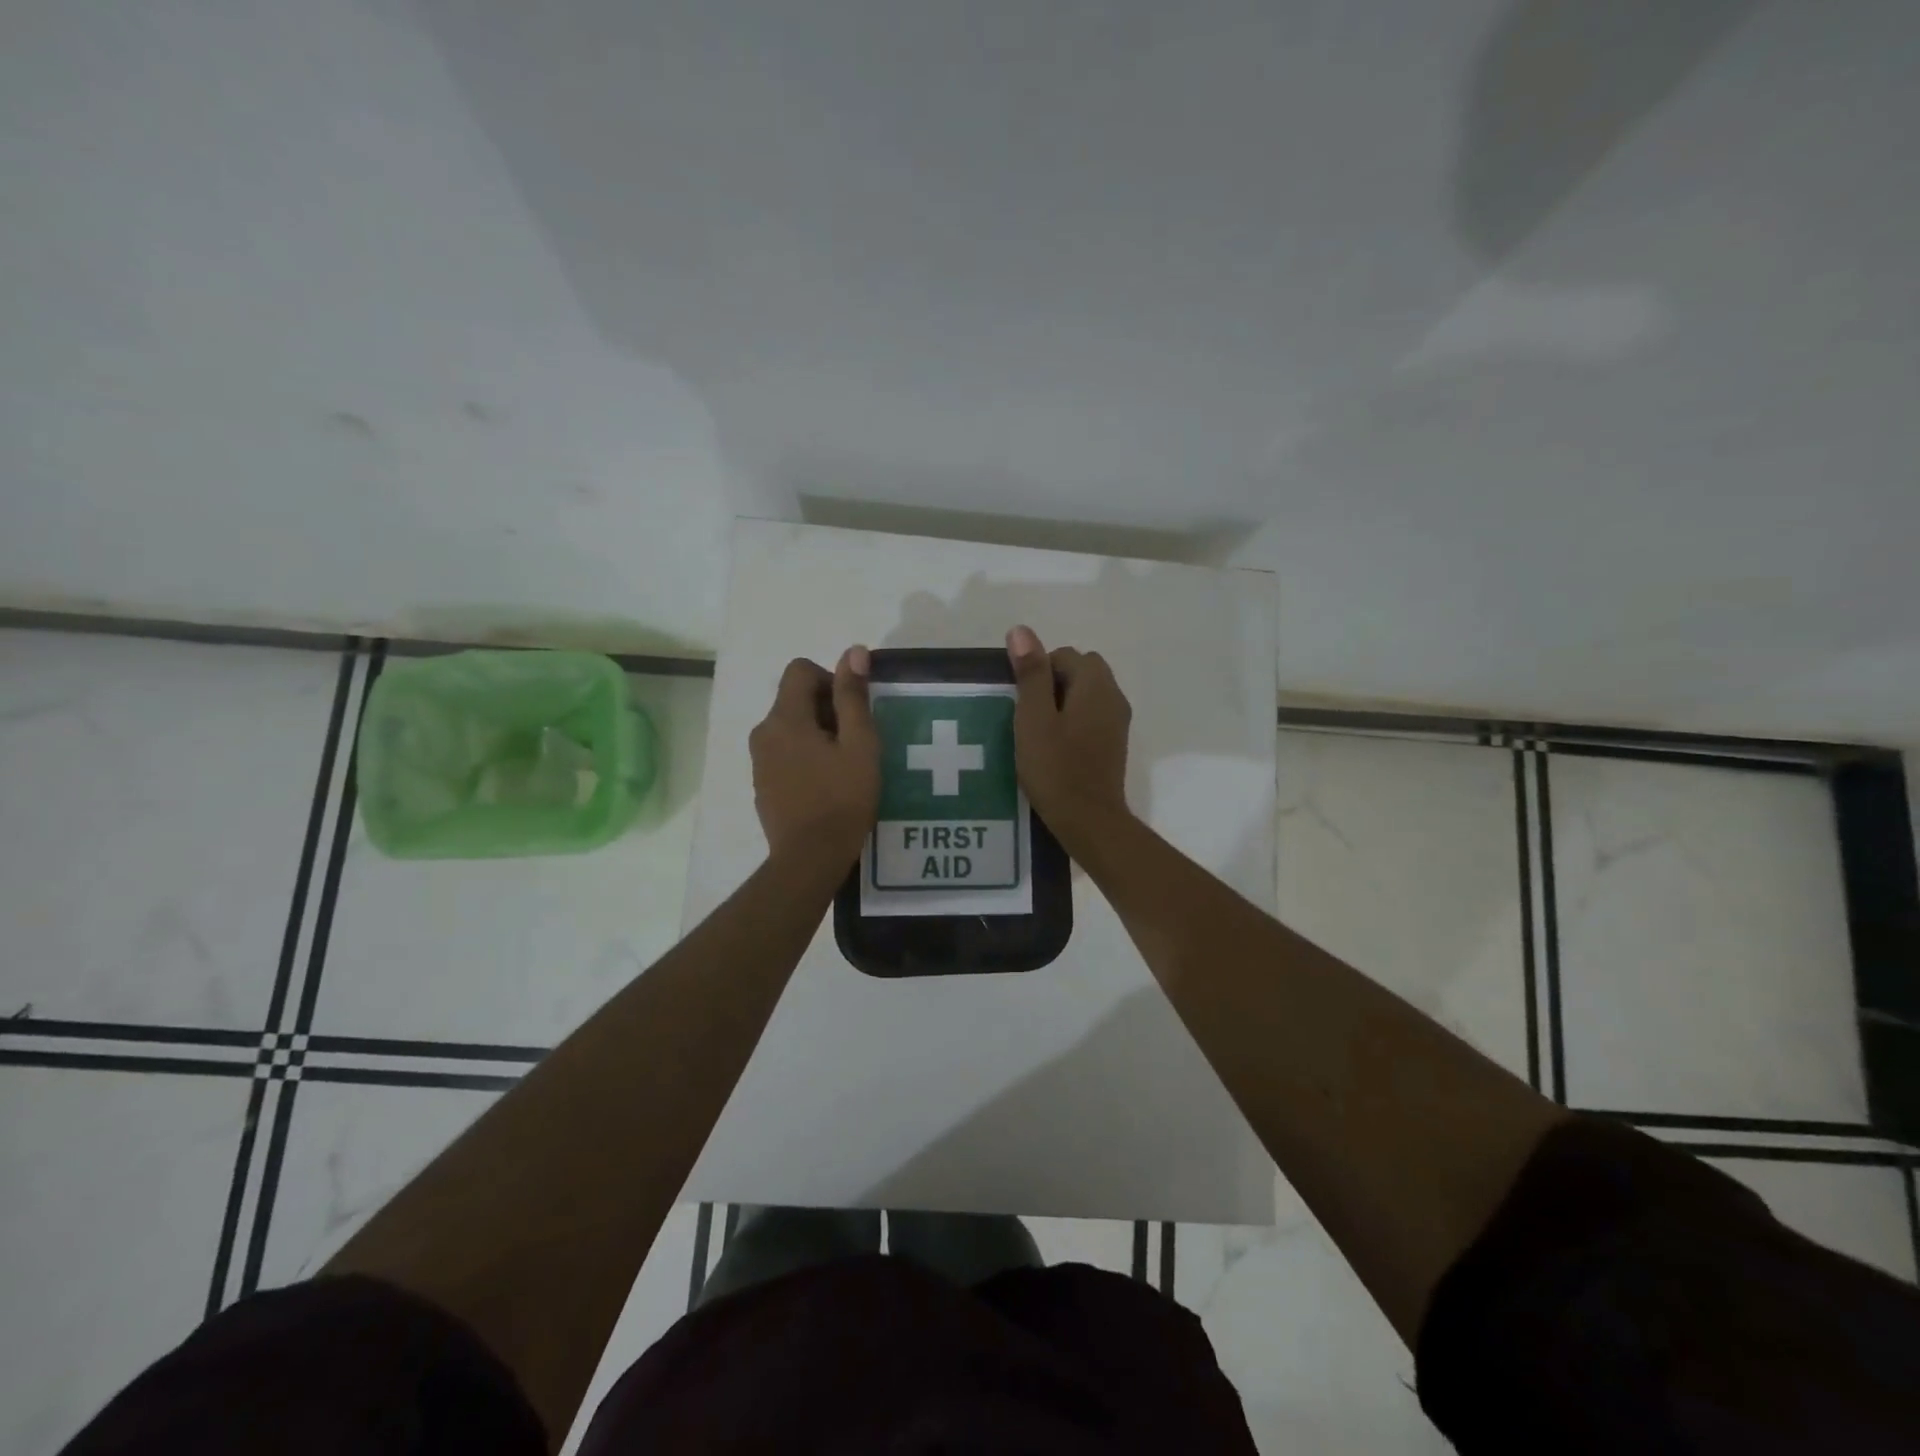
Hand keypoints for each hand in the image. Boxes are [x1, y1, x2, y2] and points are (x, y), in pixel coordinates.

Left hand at [750, 647, 880, 865]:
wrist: (809, 859)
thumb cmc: (842, 799)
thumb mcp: (860, 744)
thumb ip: (854, 696)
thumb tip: (854, 651)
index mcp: (785, 718)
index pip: (800, 670)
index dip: (831, 680)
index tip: (852, 712)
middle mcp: (763, 732)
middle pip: (794, 699)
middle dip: (827, 709)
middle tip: (855, 742)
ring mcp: (758, 761)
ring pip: (790, 728)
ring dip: (817, 734)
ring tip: (843, 766)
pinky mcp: (762, 784)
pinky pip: (784, 754)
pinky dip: (805, 757)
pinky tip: (826, 786)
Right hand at [1006, 625, 1131, 837]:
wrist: (1088, 820)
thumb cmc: (1056, 768)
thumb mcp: (1034, 718)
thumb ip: (1030, 673)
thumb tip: (1021, 631)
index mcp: (1096, 685)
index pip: (1064, 655)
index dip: (1038, 671)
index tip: (1021, 702)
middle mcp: (1114, 696)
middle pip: (1081, 670)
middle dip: (1052, 682)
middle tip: (1029, 715)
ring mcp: (1118, 721)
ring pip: (1087, 693)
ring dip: (1062, 702)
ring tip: (1039, 731)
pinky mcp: (1114, 743)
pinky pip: (1092, 715)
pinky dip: (1073, 720)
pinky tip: (1056, 746)